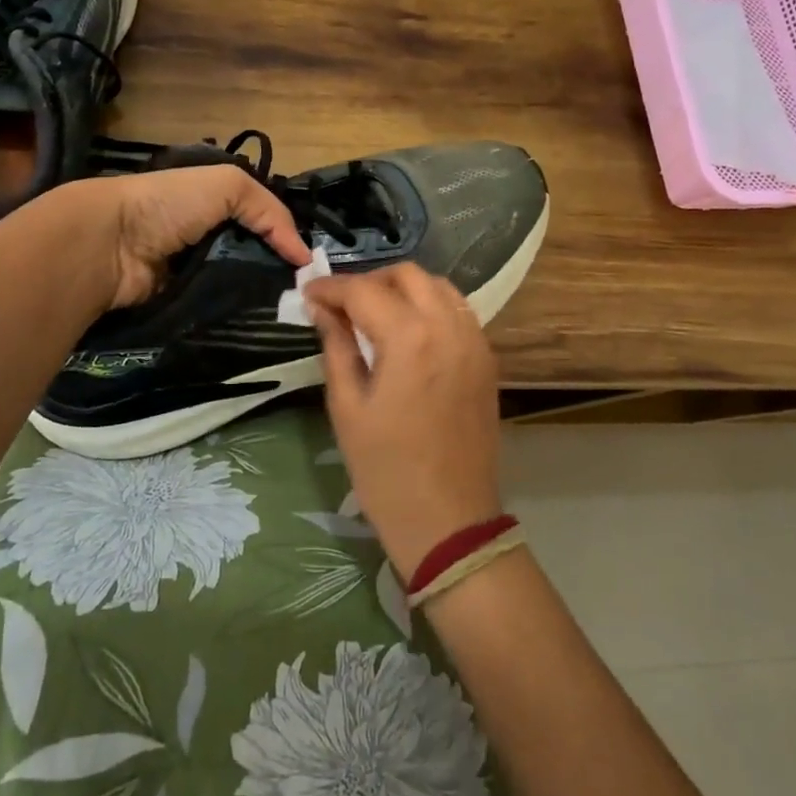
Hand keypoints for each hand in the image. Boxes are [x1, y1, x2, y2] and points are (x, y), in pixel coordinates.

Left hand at [44, 167, 312, 308]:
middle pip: (254, 257)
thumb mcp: (228, 185)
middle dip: (278, 273)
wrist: (111, 244)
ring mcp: (195, 272)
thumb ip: (271, 212)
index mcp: (215, 204)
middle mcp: (207, 236)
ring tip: (292, 311)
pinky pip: (219, 308)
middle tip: (307, 293)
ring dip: (261, 296)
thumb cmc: (169, 204)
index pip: (262, 222)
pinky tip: (261, 321)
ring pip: (240, 286)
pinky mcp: (184, 303)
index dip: (286, 239)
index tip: (311, 265)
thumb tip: (304, 255)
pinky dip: (237, 313)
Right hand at [303, 264, 503, 578]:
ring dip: (403, 289)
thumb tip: (322, 310)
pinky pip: (458, 311)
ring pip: (438, 287)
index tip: (308, 292)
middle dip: (370, 281)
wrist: (449, 519)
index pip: (364, 291)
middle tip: (341, 306)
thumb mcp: (347, 407)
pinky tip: (408, 331)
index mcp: (410, 338)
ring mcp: (475, 341)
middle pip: (407, 275)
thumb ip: (336, 347)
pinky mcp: (487, 359)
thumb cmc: (386, 470)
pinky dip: (430, 306)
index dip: (331, 287)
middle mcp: (449, 326)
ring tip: (374, 315)